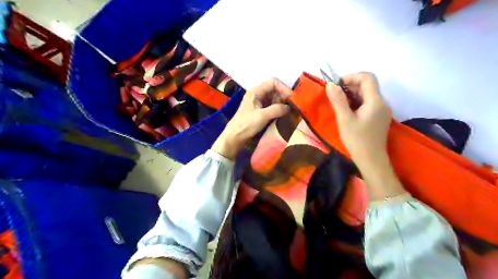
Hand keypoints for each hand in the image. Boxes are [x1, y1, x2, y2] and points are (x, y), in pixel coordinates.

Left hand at [211, 79, 292, 159]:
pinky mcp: (260, 111)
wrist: (234, 137)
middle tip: (293, 106)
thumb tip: (289, 107)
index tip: (292, 98)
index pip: (273, 82)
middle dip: (284, 96)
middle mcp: (257, 94)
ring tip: (290, 111)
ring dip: (282, 103)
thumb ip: (277, 109)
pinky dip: (279, 109)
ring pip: (274, 98)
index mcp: (256, 91)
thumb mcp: (262, 116)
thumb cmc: (246, 125)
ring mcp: (258, 103)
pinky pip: (272, 106)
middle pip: (274, 90)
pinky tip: (284, 114)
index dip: (283, 88)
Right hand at [325, 72, 405, 200]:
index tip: (336, 85)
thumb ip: (338, 100)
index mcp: (375, 101)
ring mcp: (381, 110)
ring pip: (367, 94)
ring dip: (352, 94)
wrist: (371, 160)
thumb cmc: (357, 140)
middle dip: (350, 86)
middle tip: (334, 95)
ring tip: (338, 103)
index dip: (351, 77)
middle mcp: (382, 102)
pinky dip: (356, 102)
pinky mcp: (378, 117)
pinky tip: (347, 111)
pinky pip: (367, 103)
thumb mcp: (344, 119)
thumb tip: (330, 84)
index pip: (367, 77)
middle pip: (367, 85)